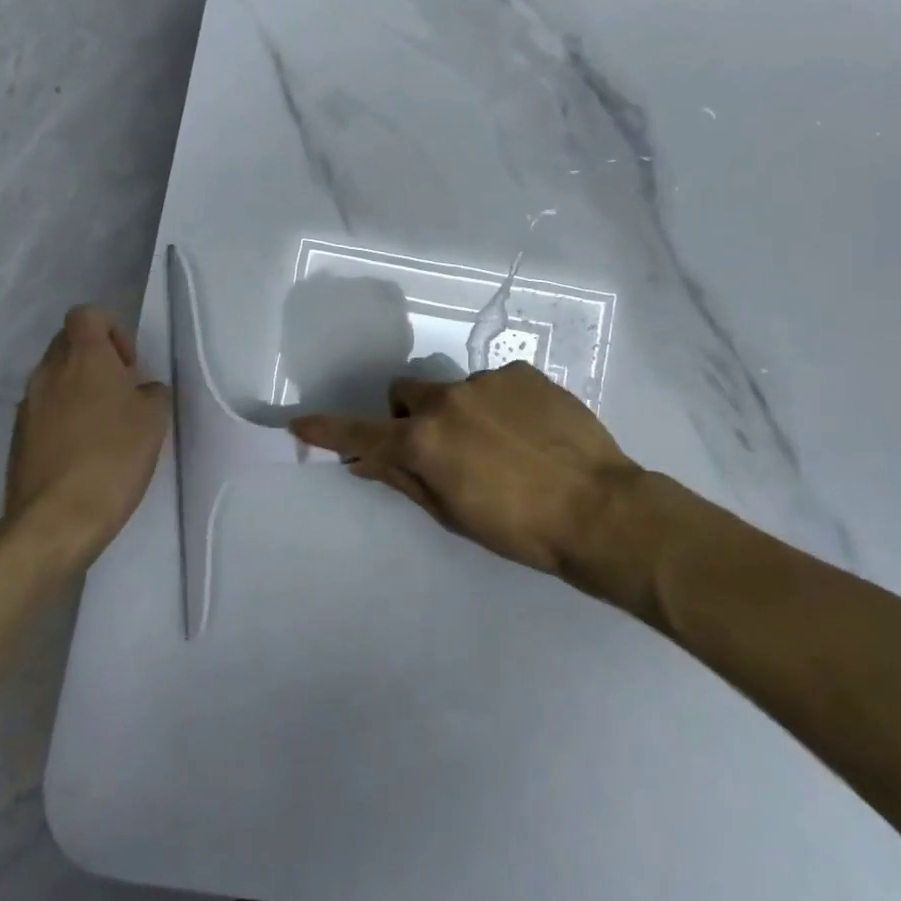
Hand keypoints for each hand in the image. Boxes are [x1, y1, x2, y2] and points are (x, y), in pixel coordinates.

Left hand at [2, 306, 170, 570]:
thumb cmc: (114, 457)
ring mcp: (28, 405)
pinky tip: (83, 451)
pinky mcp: (17, 437)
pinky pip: (43, 410)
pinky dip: (63, 418)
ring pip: (54, 378)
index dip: (111, 330)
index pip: (87, 314)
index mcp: (84, 358)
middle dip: (95, 359)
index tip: (128, 364)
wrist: (57, 519)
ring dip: (78, 389)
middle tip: (120, 392)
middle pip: (68, 343)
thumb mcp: (155, 419)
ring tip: (104, 425)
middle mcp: (49, 372)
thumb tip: (140, 391)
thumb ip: (151, 392)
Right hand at [291, 362, 641, 576]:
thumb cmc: (520, 529)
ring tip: (503, 446)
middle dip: (411, 416)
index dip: (329, 430)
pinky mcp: (522, 371)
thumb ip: (404, 478)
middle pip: (406, 394)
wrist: (599, 509)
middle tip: (442, 448)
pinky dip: (498, 403)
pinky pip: (494, 383)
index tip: (300, 423)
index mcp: (424, 440)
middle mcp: (447, 400)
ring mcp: (486, 380)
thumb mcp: (453, 513)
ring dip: (461, 412)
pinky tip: (529, 431)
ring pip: (453, 390)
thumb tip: (363, 460)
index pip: (363, 433)